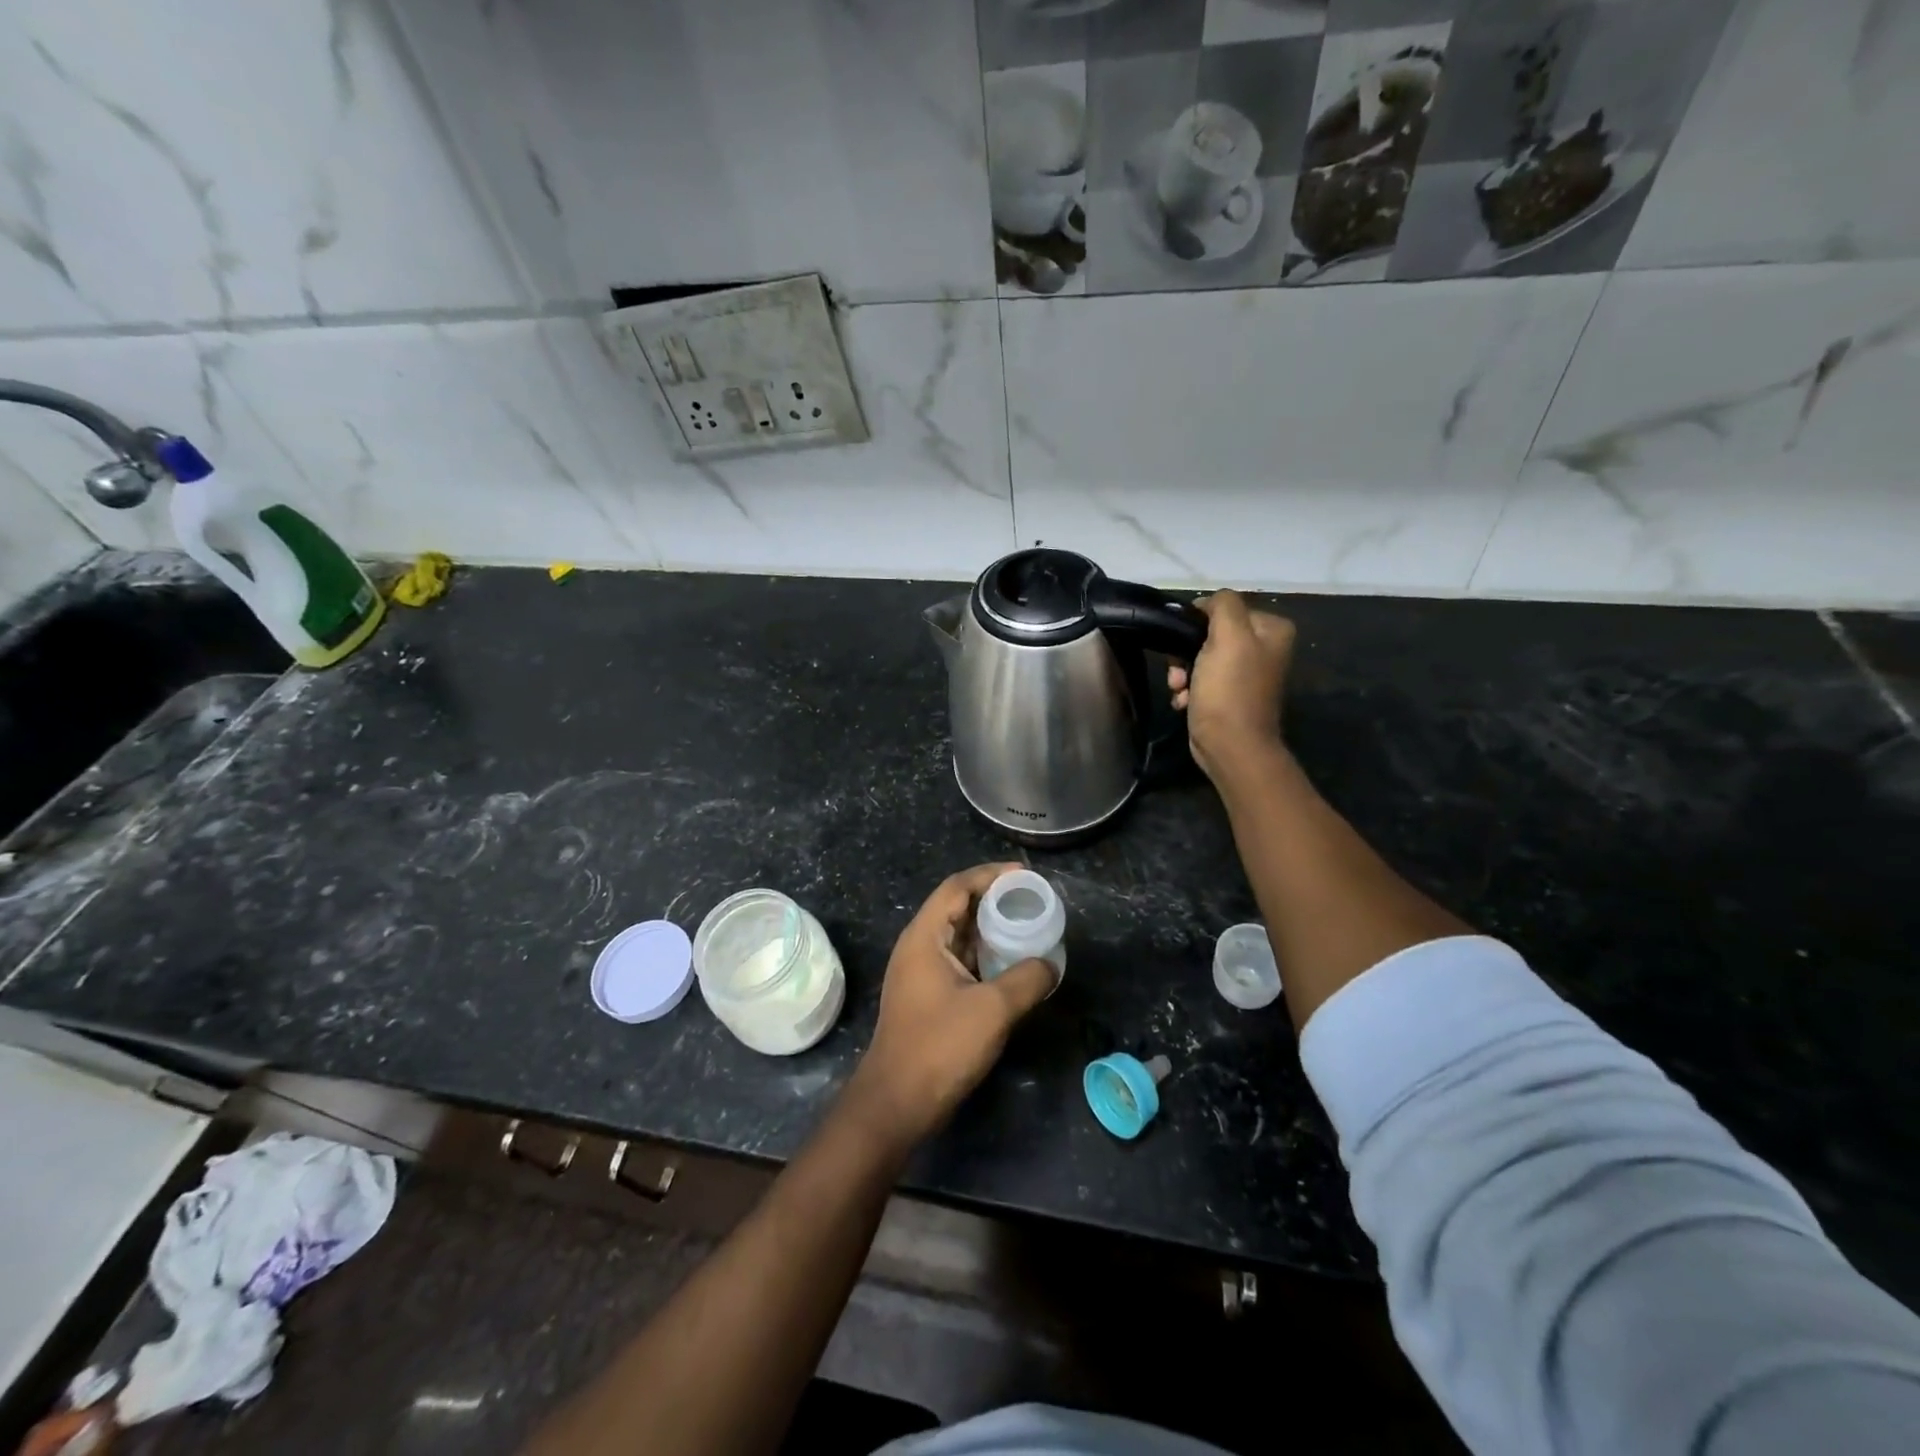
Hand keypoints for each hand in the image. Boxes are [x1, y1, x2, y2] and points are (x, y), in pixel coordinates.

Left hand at [849, 864, 1055, 1149]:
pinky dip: (984, 954)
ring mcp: (921, 973)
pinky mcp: (928, 996)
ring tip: (1027, 925)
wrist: (897, 1102)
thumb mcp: (993, 1009)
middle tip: (1032, 899)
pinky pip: (960, 960)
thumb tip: (1050, 964)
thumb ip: (1027, 979)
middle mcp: (918, 947)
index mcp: (924, 937)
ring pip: (959, 936)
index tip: (1024, 875)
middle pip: (957, 907)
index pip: (957, 887)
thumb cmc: (940, 1046)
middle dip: (993, 899)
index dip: (990, 875)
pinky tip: (1011, 964)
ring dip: (990, 928)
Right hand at [1169, 591, 1296, 780]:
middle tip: (1177, 671)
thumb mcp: (1228, 636)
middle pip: (1210, 634)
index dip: (1198, 622)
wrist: (1230, 746)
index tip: (1182, 641)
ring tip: (1179, 689)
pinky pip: (1201, 681)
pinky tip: (1184, 701)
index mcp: (1272, 629)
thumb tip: (1207, 602)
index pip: (1224, 608)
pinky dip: (1189, 690)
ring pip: (1200, 658)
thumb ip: (1222, 605)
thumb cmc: (1229, 690)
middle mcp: (1264, 648)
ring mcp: (1246, 674)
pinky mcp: (1229, 695)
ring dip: (1182, 673)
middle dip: (1186, 652)